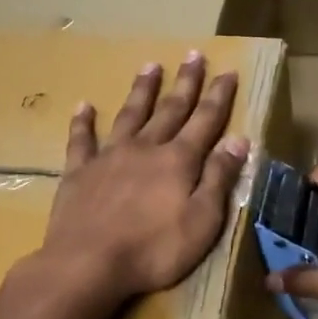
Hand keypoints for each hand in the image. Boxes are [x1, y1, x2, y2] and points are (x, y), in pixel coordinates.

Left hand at [38, 51, 248, 309]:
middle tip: (193, 55)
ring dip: (142, 91)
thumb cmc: (154, 250)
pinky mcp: (78, 173)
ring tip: (150, 66)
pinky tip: (84, 106)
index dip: (218, 96)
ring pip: (129, 115)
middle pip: (170, 110)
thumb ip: (219, 178)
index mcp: (178, 161)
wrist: (88, 264)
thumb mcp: (202, 221)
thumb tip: (239, 139)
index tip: (228, 71)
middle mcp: (145, 149)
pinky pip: (81, 140)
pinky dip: (83, 122)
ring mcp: (108, 158)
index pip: (205, 121)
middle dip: (185, 83)